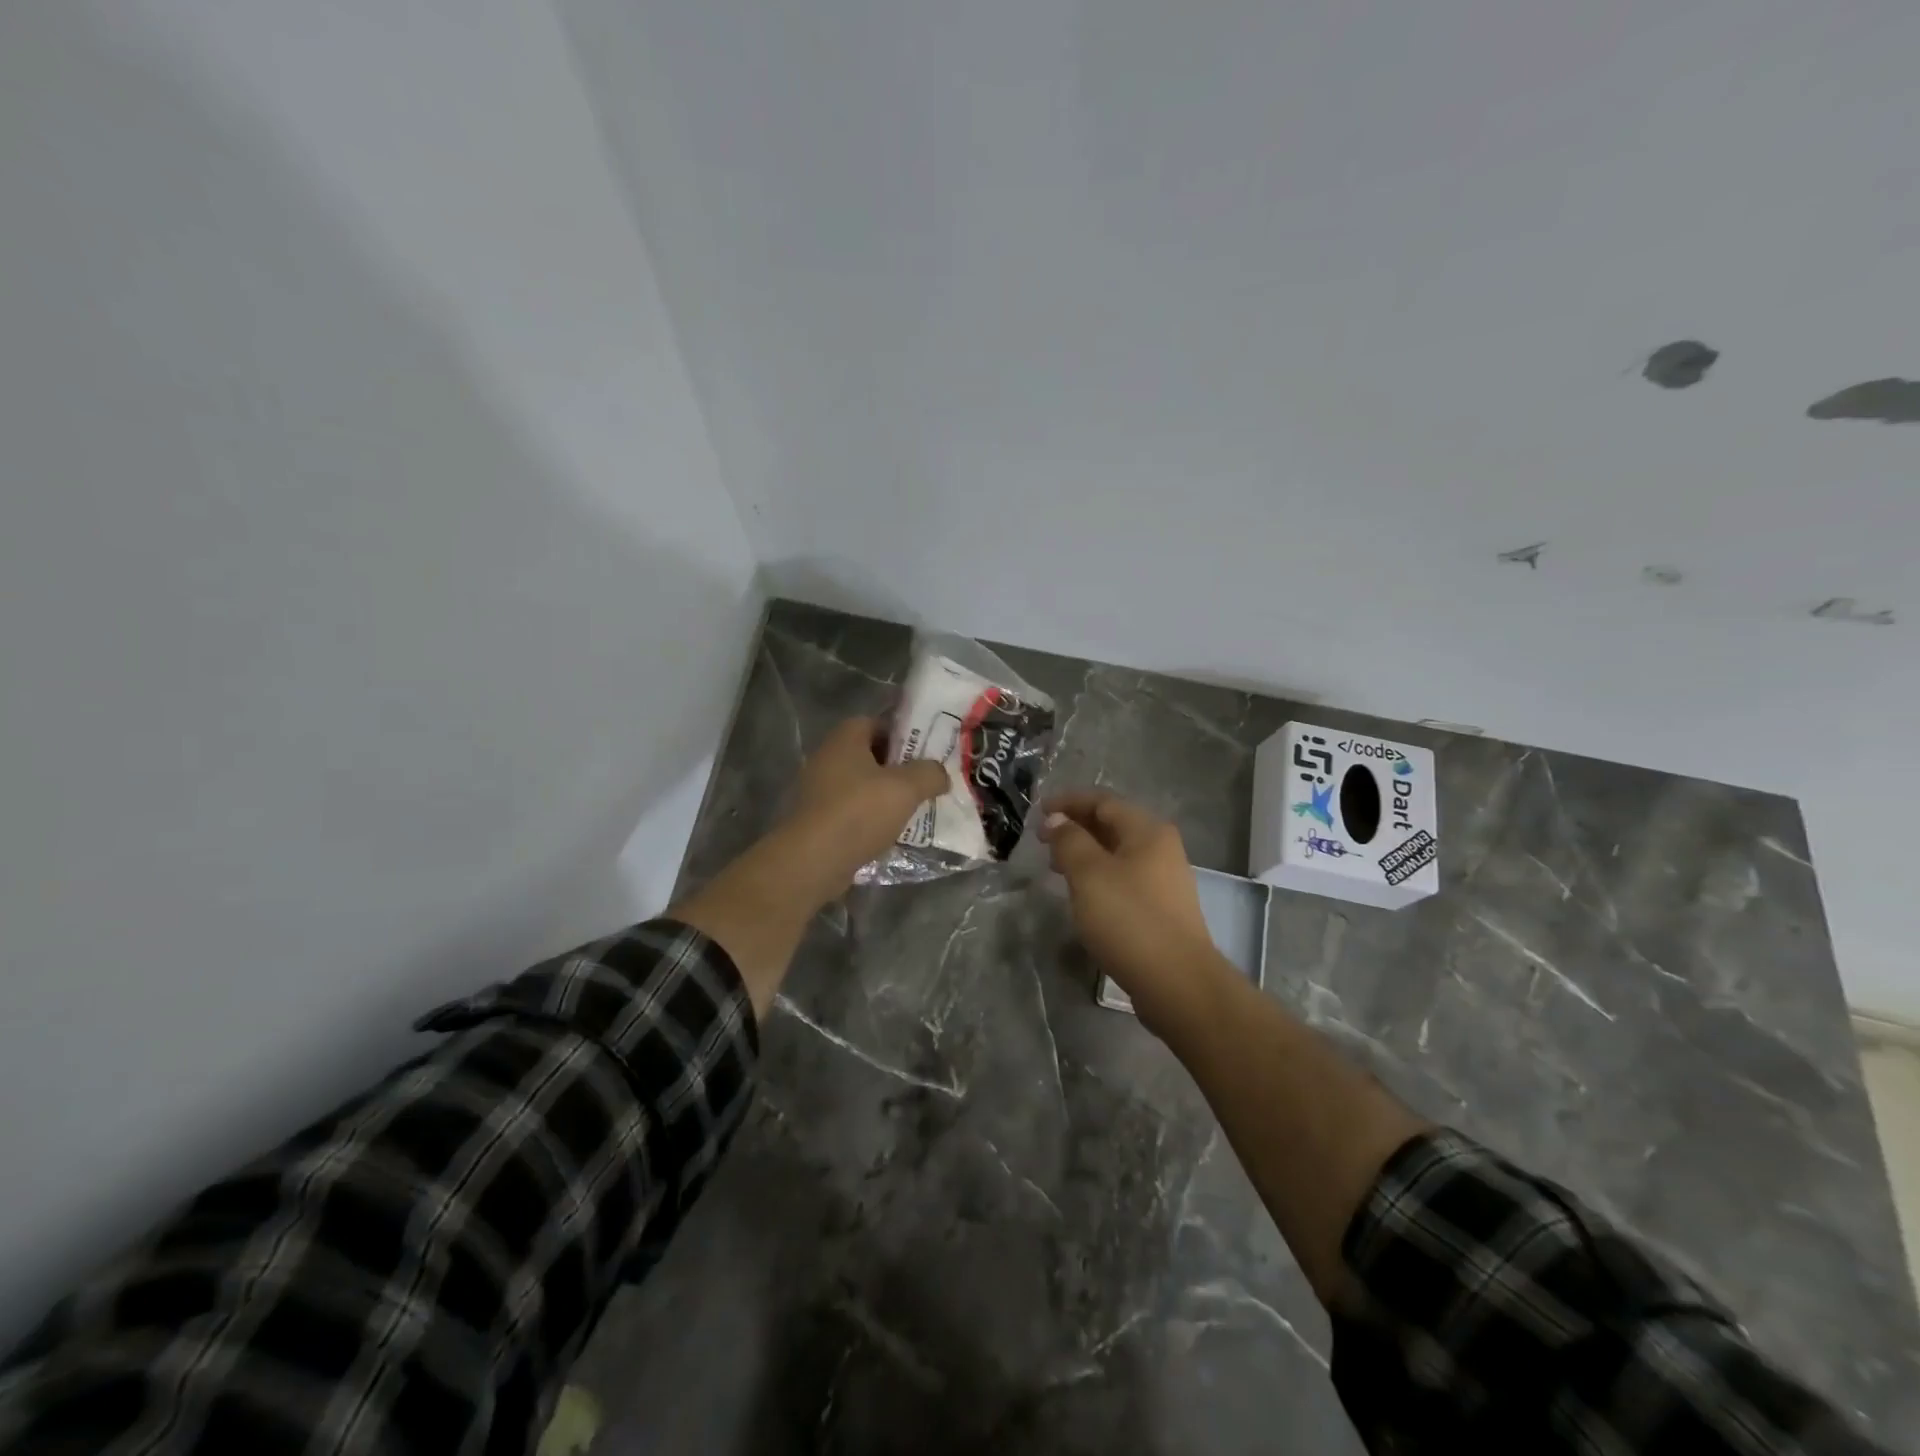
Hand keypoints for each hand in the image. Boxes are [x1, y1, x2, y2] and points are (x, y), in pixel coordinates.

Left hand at [781, 717, 949, 902]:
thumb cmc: (859, 811)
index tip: (927, 753)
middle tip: (925, 782)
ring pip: (862, 786)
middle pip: (870, 755)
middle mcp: (827, 758)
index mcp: (845, 738)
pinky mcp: (816, 820)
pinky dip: (870, 819)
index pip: (878, 723)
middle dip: (898, 769)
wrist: (812, 861)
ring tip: (913, 810)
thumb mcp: (906, 788)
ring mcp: (818, 790)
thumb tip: (940, 774)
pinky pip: (851, 812)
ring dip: (885, 796)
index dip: (904, 735)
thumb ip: (930, 773)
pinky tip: (890, 833)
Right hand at [1039, 792, 1224, 1027]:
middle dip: (1075, 827)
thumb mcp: (1089, 874)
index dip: (1068, 802)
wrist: (1177, 982)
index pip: (1103, 801)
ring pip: (1117, 854)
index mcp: (1147, 831)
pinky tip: (1082, 895)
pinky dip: (1098, 876)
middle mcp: (1161, 848)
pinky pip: (1123, 878)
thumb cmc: (1129, 919)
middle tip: (1042, 841)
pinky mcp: (1160, 908)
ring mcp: (1164, 880)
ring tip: (1055, 867)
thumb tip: (1058, 820)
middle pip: (1112, 825)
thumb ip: (1070, 840)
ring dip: (1085, 853)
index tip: (1037, 812)